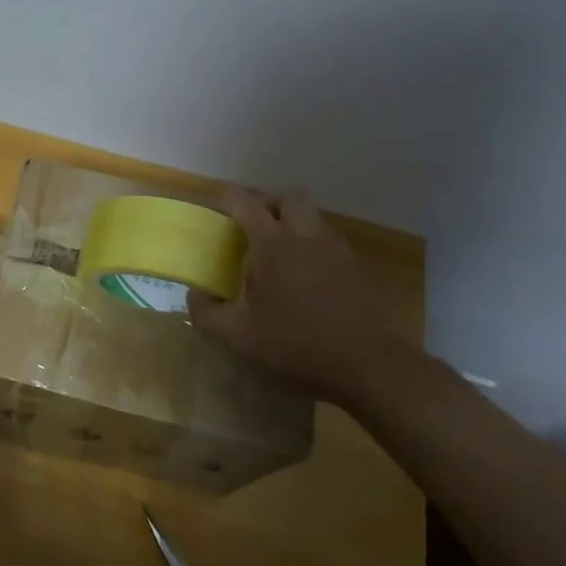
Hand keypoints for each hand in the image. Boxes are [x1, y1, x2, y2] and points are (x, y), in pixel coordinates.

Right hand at [188, 188, 409, 399]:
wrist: (371, 367)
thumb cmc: (297, 346)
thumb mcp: (239, 338)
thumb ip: (207, 314)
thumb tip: (195, 295)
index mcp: (274, 244)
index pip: (245, 202)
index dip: (226, 198)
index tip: (215, 206)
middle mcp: (307, 236)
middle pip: (288, 197)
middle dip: (268, 204)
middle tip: (253, 227)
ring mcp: (338, 251)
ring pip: (314, 218)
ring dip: (295, 224)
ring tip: (280, 255)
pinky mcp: (359, 270)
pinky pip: (331, 243)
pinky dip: (315, 248)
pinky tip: (308, 280)